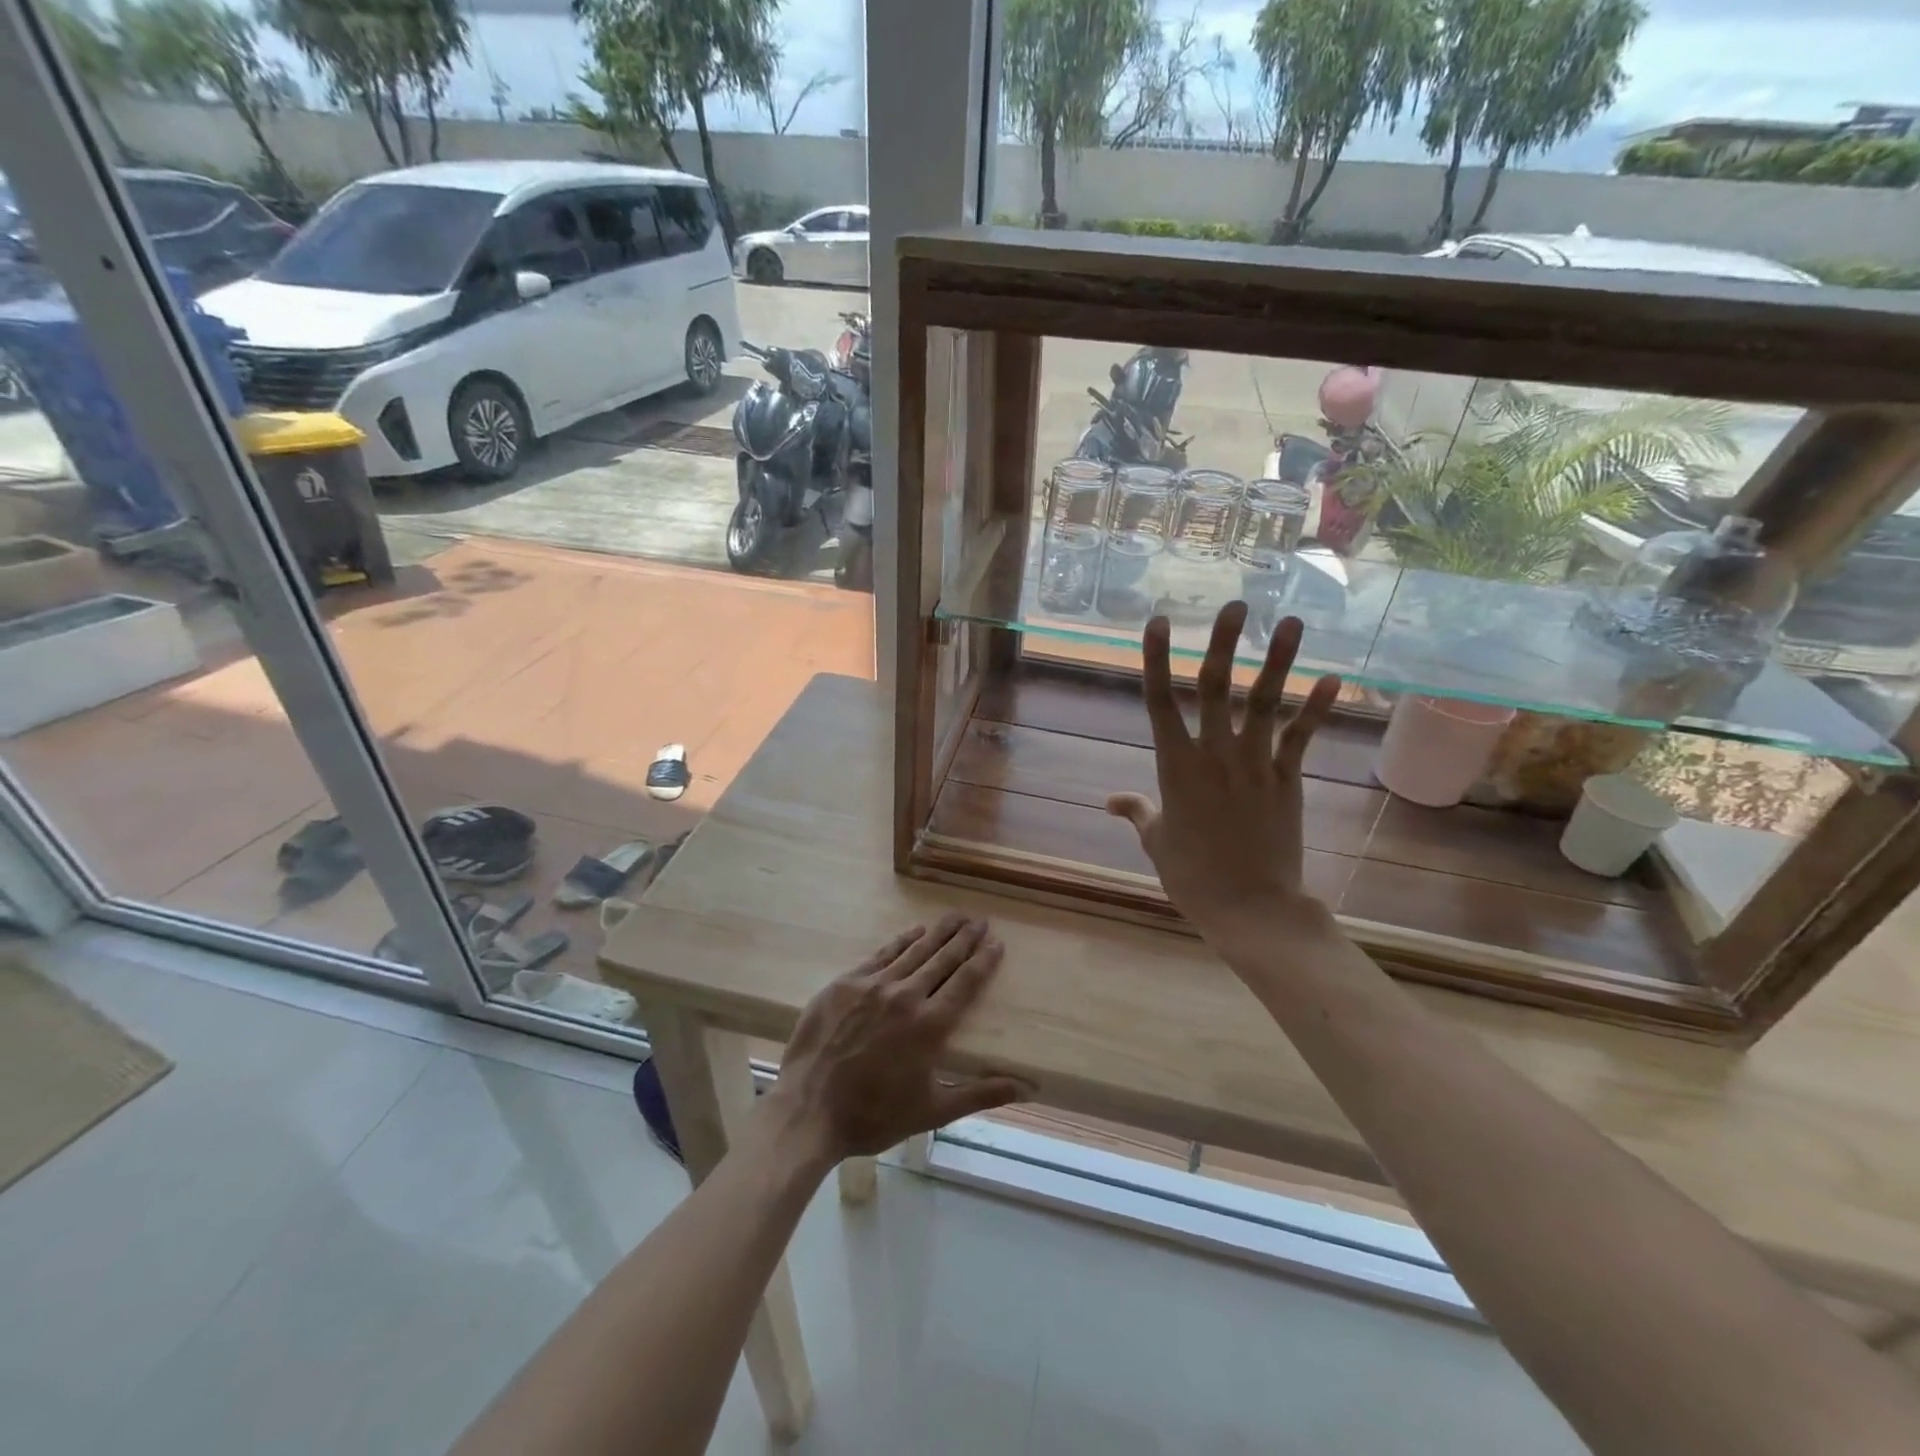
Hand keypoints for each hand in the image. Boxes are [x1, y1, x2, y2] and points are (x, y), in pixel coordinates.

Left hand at [762, 916, 1027, 1164]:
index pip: (966, 982)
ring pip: (914, 950)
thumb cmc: (874, 1115)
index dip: (983, 960)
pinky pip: (881, 954)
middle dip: (965, 938)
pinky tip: (914, 931)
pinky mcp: (847, 982)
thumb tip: (1027, 1088)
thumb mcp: (933, 1111)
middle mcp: (906, 996)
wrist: (808, 1109)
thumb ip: (980, 1094)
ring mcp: (874, 985)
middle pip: (943, 958)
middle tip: (980, 920)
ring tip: (955, 917)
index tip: (996, 943)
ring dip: (938, 932)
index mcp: (930, 1025)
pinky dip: (901, 941)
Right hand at [1106, 604, 1342, 952]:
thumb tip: (1110, 800)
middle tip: (1234, 604)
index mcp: (1175, 766)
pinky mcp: (1286, 779)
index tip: (1157, 623)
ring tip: (1290, 621)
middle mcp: (1214, 754)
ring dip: (1277, 660)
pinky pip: (1301, 737)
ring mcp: (1255, 764)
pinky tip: (1332, 677)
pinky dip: (1317, 707)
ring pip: (1264, 702)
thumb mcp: (1157, 841)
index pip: (1159, 701)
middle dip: (1223, 643)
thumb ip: (1137, 812)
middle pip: (1215, 688)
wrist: (1250, 906)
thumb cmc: (1193, 876)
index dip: (1156, 659)